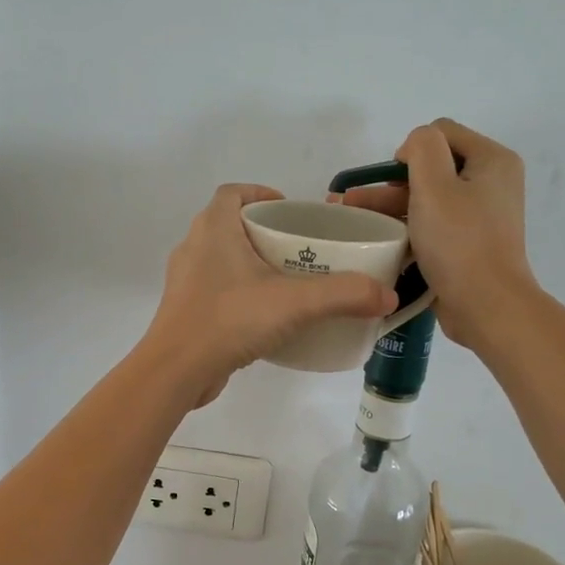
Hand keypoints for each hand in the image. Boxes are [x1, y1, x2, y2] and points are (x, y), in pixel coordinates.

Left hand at [143, 184, 397, 407]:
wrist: (176, 371)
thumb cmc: (229, 320)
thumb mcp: (295, 303)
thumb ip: (344, 295)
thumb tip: (388, 295)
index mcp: (213, 229)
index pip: (233, 193)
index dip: (261, 194)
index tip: (290, 210)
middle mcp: (193, 247)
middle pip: (229, 225)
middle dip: (264, 232)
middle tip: (300, 250)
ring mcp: (185, 282)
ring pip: (222, 260)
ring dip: (251, 264)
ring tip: (288, 282)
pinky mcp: (185, 311)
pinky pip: (216, 291)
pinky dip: (239, 294)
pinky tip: (265, 317)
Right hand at [335, 119, 533, 345]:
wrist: (486, 305)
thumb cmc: (459, 242)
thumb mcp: (435, 185)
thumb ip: (422, 148)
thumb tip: (413, 148)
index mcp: (491, 160)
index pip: (441, 132)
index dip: (410, 149)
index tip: (392, 181)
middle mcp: (491, 183)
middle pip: (433, 167)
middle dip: (391, 182)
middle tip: (355, 201)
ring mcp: (480, 216)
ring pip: (428, 199)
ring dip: (391, 206)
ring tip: (353, 219)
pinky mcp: (468, 244)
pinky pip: (433, 225)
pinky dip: (408, 228)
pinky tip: (380, 239)